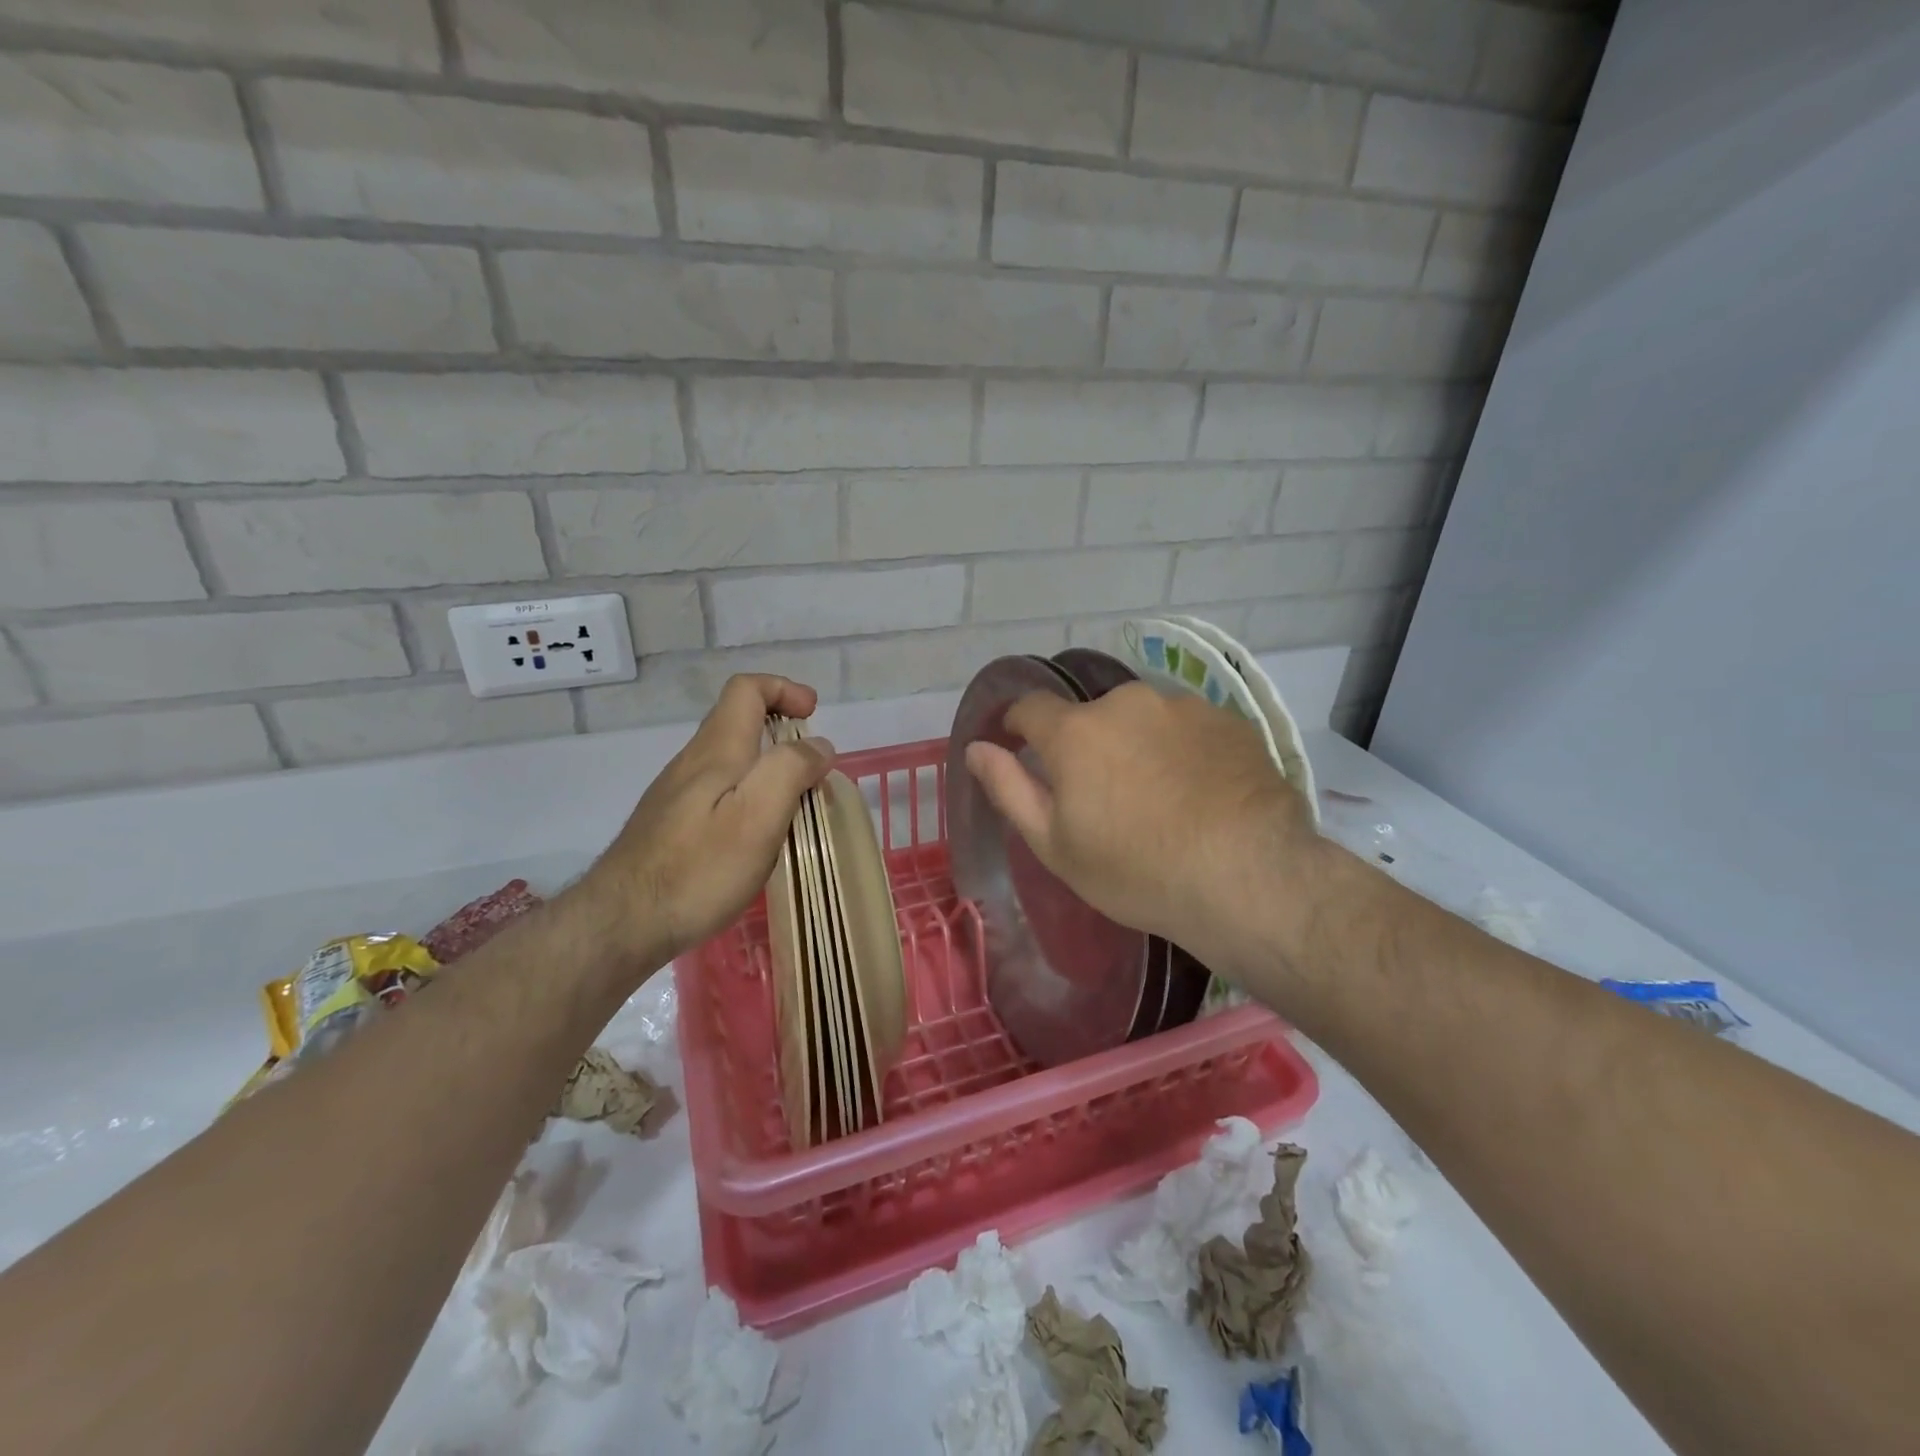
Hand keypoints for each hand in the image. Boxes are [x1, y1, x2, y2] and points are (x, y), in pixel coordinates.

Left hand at [577, 675, 833, 975]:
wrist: (621, 924)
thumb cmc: (698, 869)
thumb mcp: (758, 816)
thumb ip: (791, 770)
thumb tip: (818, 747)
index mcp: (717, 751)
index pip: (747, 690)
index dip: (783, 689)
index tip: (813, 714)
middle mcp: (692, 762)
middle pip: (737, 721)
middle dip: (780, 728)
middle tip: (812, 768)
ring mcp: (675, 794)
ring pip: (728, 758)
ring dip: (766, 764)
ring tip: (793, 805)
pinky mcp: (670, 825)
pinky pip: (717, 790)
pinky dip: (748, 793)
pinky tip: (755, 835)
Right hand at [964, 683, 1327, 982]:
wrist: (1249, 878)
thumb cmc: (1137, 871)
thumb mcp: (1055, 845)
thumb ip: (1009, 788)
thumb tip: (976, 748)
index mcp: (1076, 731)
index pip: (1030, 707)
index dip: (1019, 726)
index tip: (1024, 751)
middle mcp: (1127, 702)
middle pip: (1091, 717)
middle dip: (1088, 747)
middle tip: (1106, 799)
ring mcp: (1184, 707)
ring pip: (1143, 720)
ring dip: (1138, 746)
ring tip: (1162, 798)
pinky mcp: (1230, 720)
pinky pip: (1188, 729)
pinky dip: (1183, 751)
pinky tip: (1201, 794)